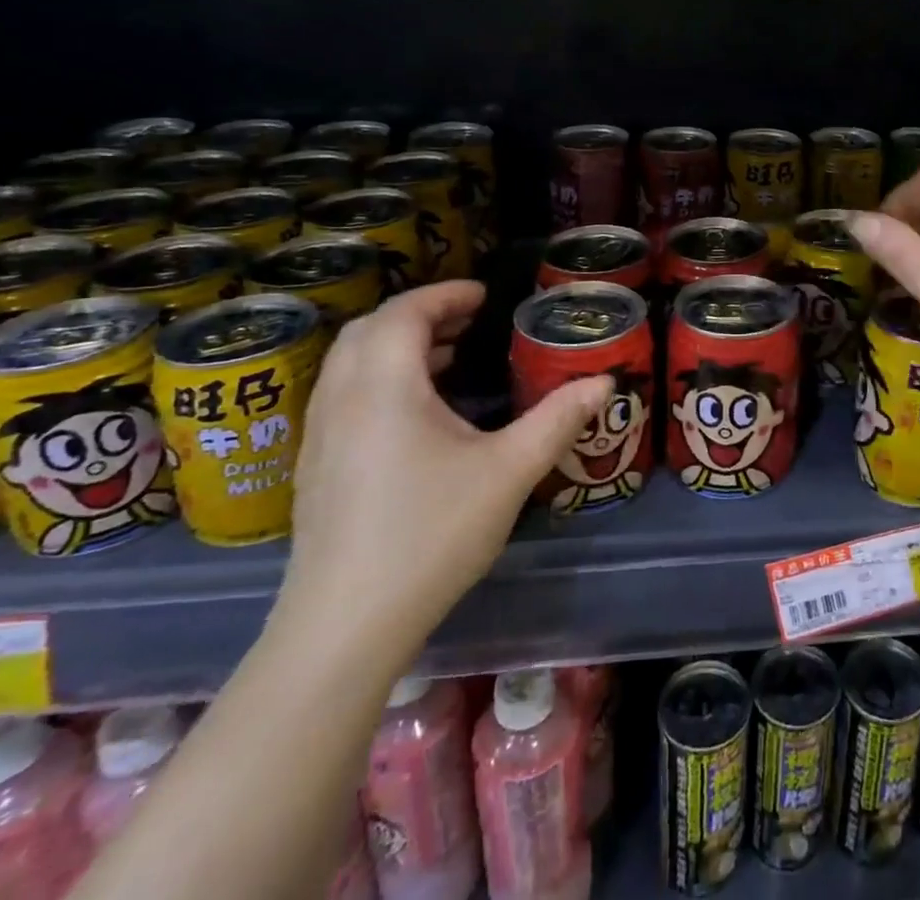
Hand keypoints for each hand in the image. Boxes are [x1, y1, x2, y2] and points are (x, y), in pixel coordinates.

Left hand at [280, 281, 610, 651]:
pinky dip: (380, 377)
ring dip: (398, 345)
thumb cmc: (431, 534)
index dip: (445, 294)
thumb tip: (604, 382)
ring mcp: (320, 435)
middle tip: (470, 320)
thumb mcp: (510, 471)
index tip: (485, 295)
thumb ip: (558, 419)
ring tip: (450, 356)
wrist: (345, 625)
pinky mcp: (316, 466)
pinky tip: (418, 413)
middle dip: (421, 314)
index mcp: (384, 387)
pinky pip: (344, 394)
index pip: (404, 312)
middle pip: (370, 330)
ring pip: (351, 362)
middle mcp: (342, 399)